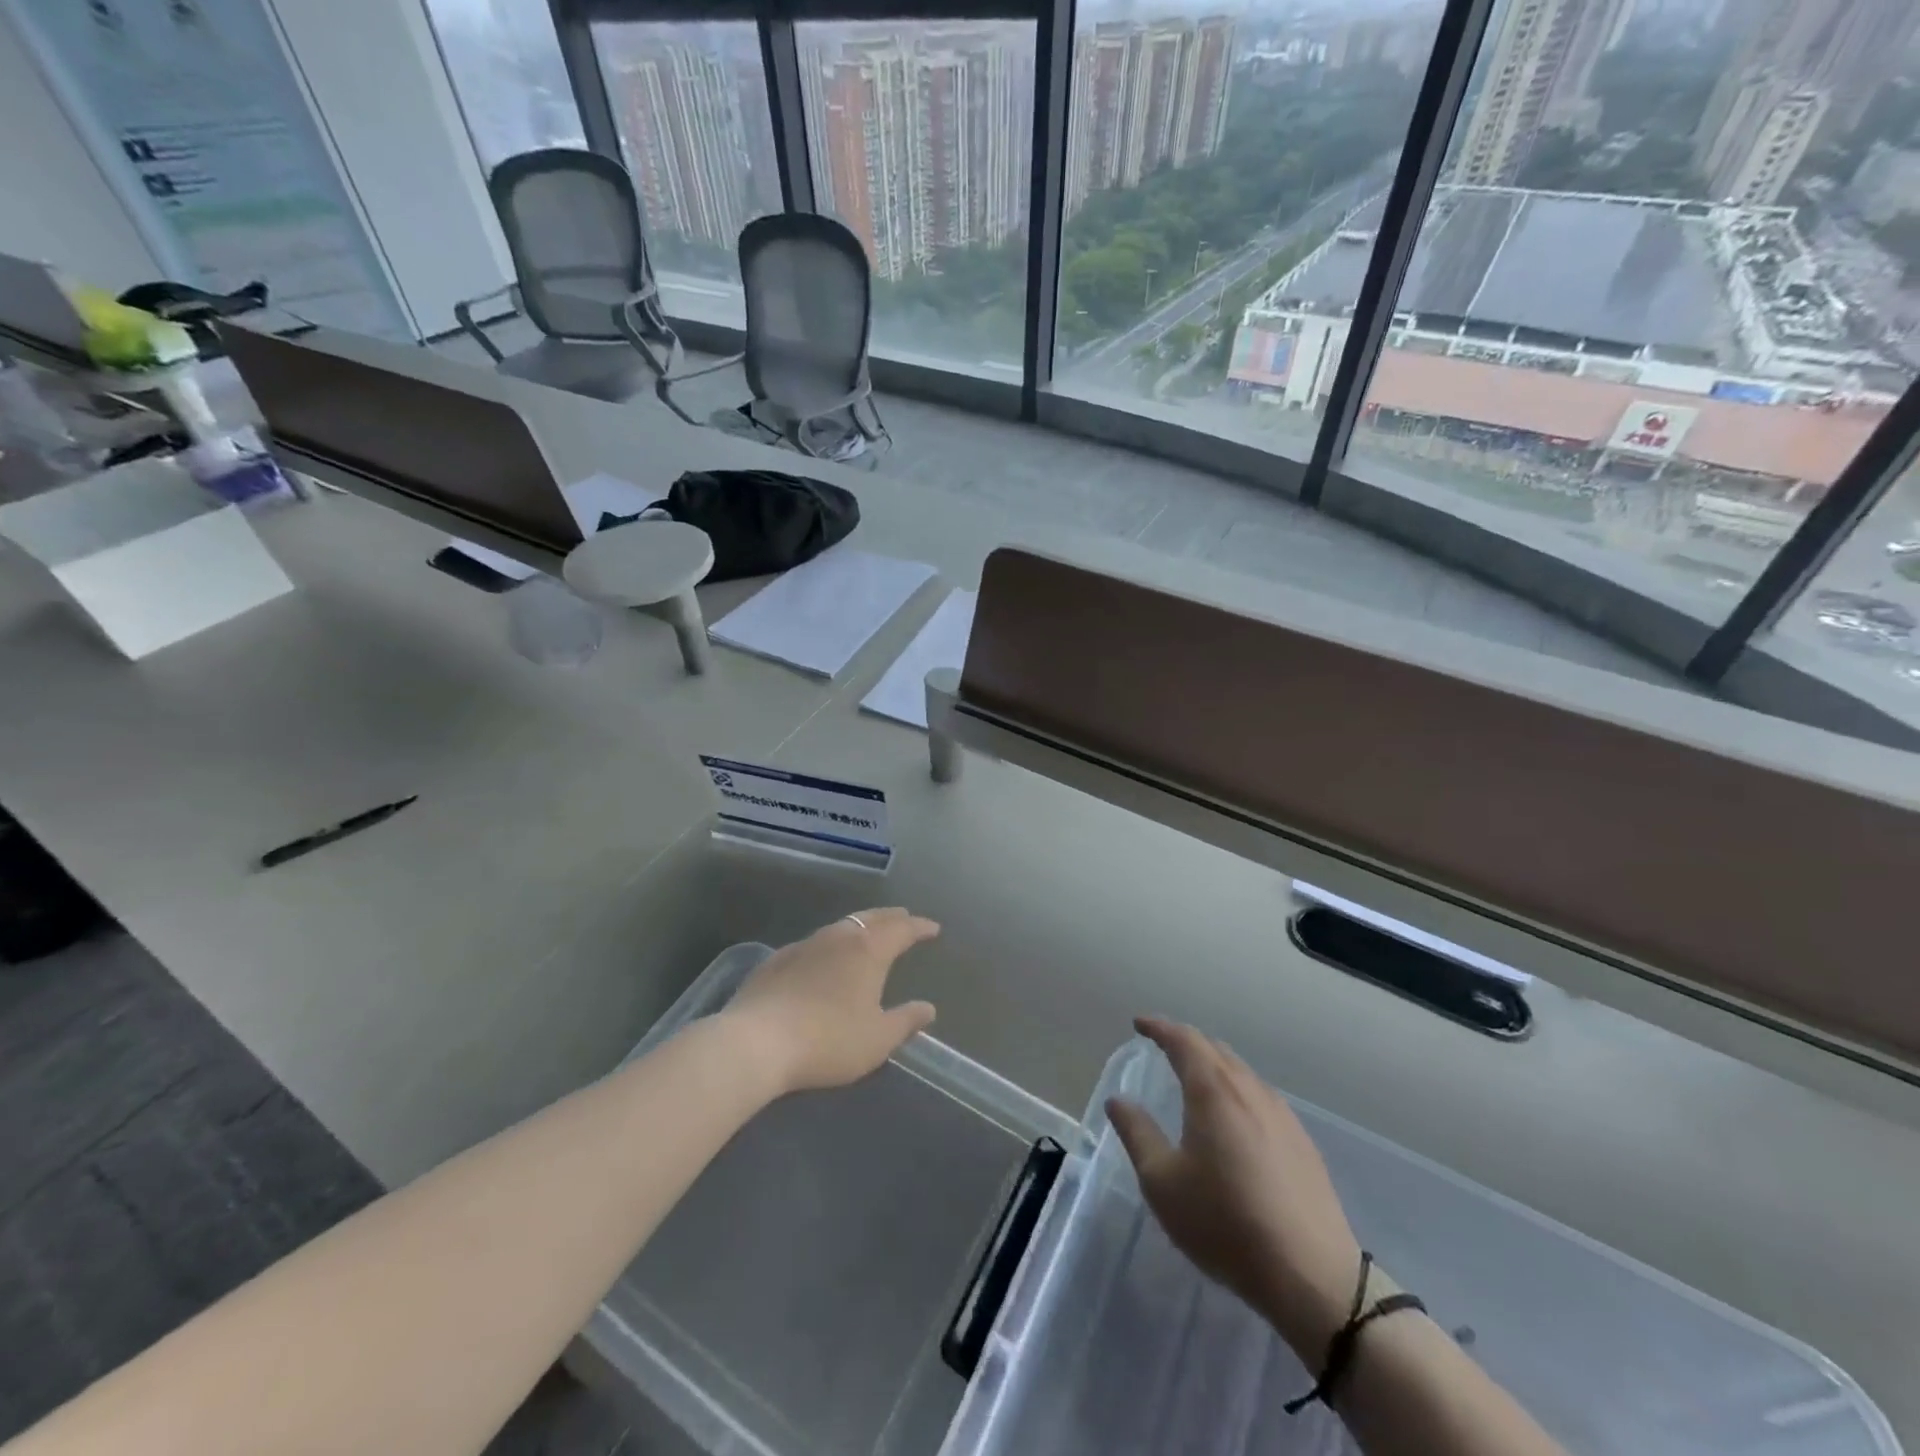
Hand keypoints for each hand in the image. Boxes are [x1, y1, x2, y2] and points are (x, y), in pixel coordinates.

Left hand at [722, 909, 938, 1094]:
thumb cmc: (828, 1041)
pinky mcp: (776, 960)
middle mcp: (838, 937)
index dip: (919, 927)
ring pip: (840, 926)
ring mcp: (804, 945)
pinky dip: (830, 944)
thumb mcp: (877, 1040)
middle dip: (891, 918)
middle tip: (904, 918)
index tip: (933, 928)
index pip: (901, 929)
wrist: (755, 1042)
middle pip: (870, 918)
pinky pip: (814, 943)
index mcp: (868, 950)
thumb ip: (906, 1021)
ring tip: (867, 935)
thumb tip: (928, 1008)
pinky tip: (824, 959)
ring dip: (859, 927)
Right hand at [1107, 1016, 1361, 1361]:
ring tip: (1195, 1082)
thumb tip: (1119, 1100)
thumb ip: (1137, 1133)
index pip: (1183, 1039)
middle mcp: (1249, 1090)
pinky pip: (1261, 1097)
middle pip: (1215, 1049)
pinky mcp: (1302, 1142)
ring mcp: (1282, 1115)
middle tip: (1163, 1049)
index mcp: (1213, 1090)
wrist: (1312, 1277)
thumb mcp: (1163, 1183)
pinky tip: (1234, 1120)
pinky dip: (1237, 1091)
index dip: (1159, 1027)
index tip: (1139, 1025)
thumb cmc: (1225, 1223)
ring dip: (1214, 1067)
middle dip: (1186, 1043)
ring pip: (1242, 1072)